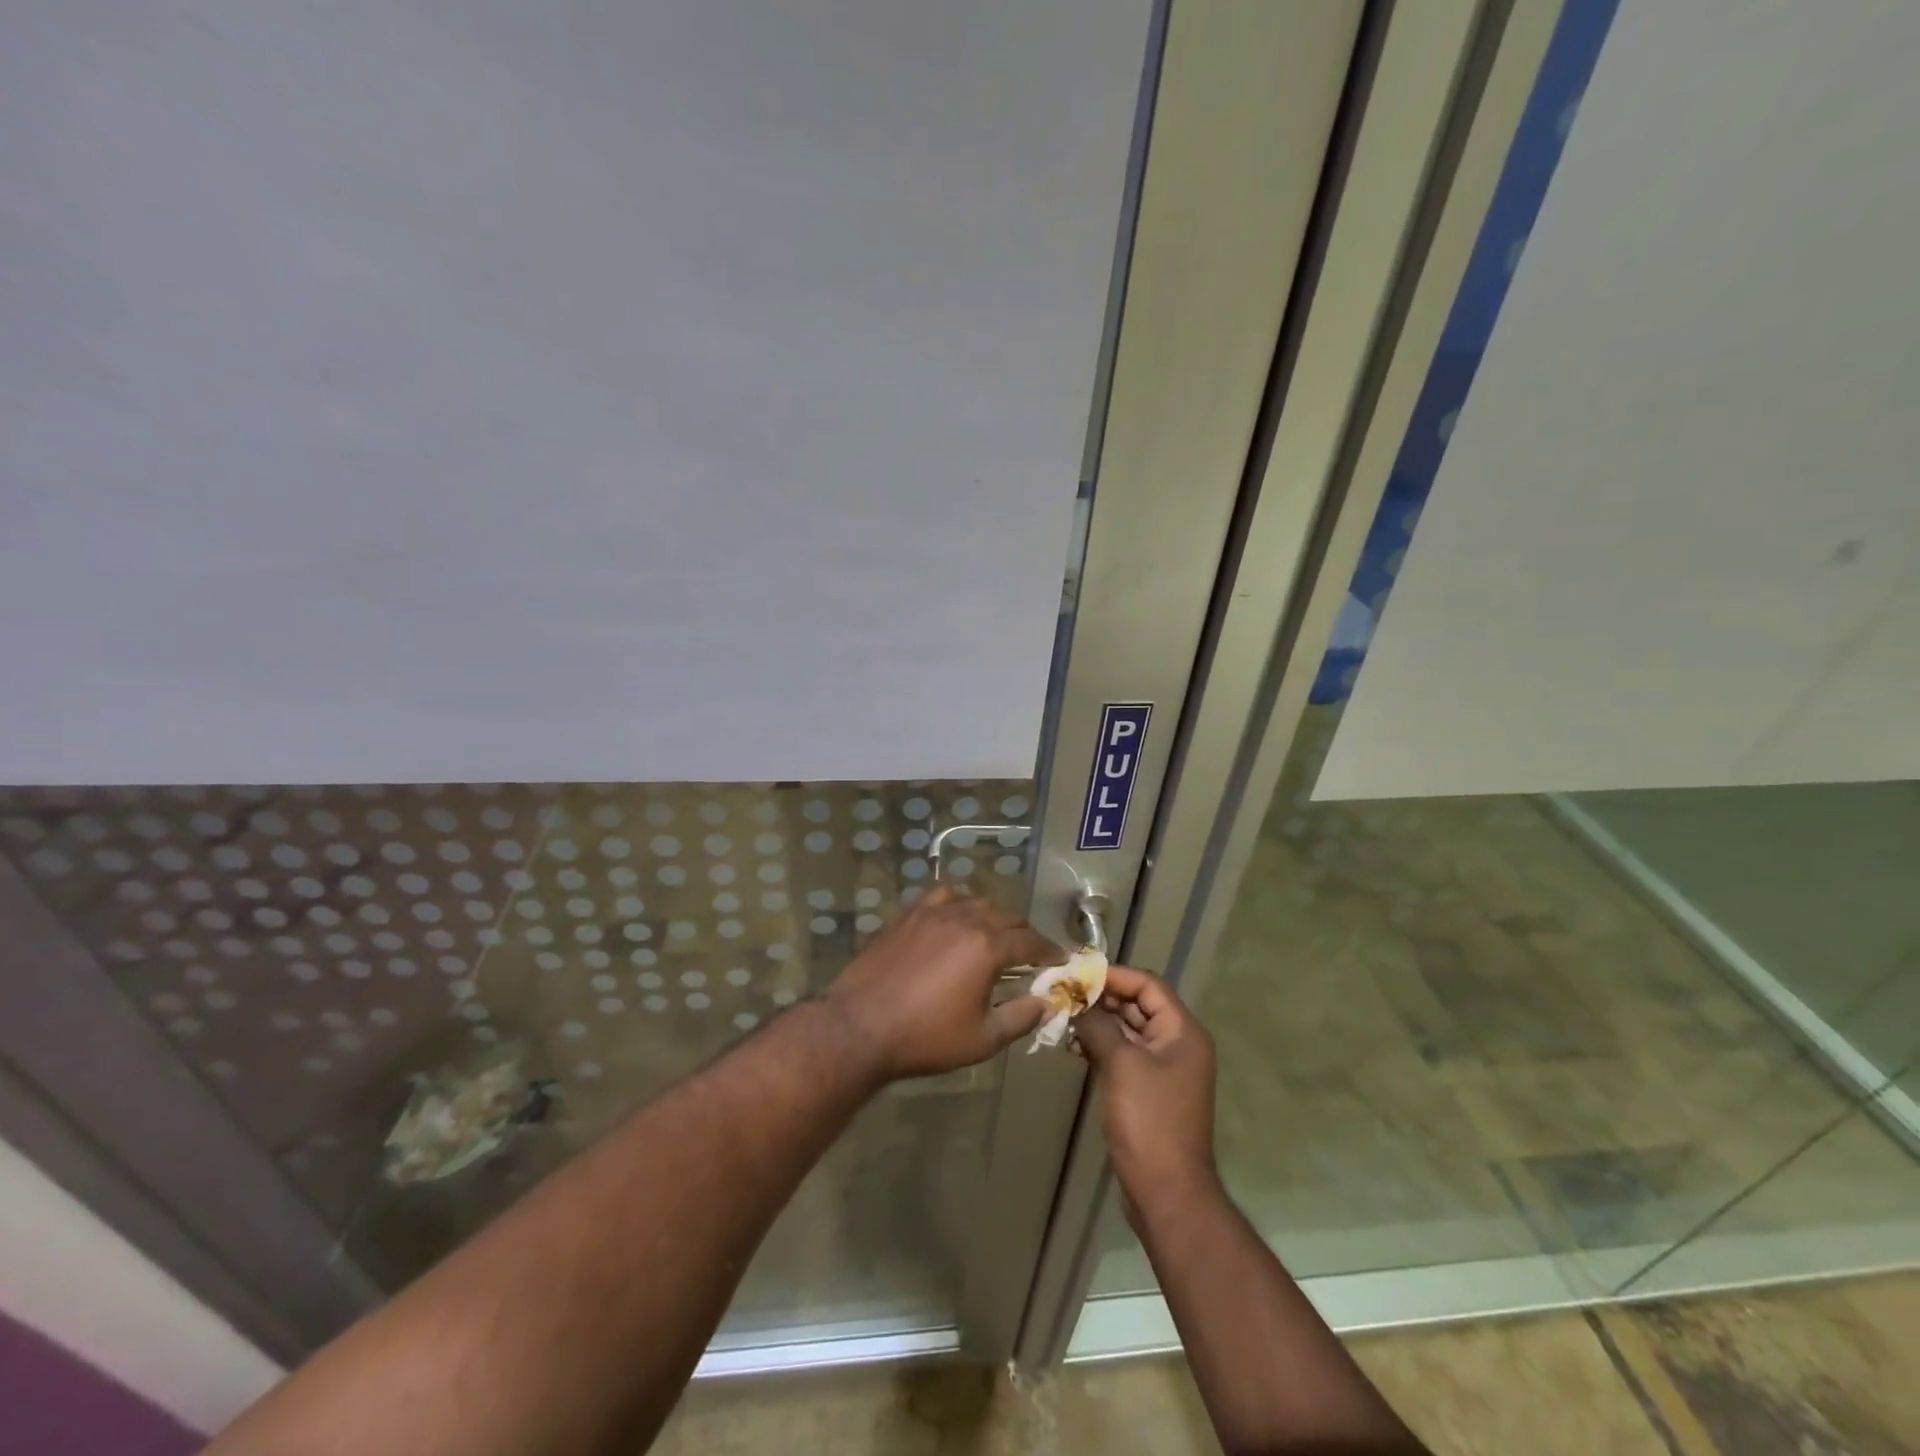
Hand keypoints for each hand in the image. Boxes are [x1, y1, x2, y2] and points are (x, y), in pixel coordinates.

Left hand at [822, 884, 1061, 1080]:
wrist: (860, 1027)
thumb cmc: (925, 1038)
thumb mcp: (982, 1039)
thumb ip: (1020, 1017)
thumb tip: (1046, 1003)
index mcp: (987, 947)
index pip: (1030, 941)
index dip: (1049, 950)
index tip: (1060, 959)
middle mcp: (965, 919)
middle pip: (1006, 916)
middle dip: (1024, 933)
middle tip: (1029, 954)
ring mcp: (933, 913)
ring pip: (975, 901)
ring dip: (993, 916)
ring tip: (994, 935)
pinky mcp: (908, 915)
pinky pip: (942, 897)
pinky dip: (958, 903)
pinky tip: (955, 919)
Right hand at [1074, 965, 1218, 1213]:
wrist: (1166, 1191)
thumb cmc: (1149, 1120)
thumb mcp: (1121, 1064)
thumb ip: (1098, 1025)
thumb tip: (1076, 1001)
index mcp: (1183, 1032)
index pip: (1147, 985)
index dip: (1114, 975)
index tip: (1077, 974)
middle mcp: (1177, 1044)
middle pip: (1137, 1006)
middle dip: (1101, 999)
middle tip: (1063, 994)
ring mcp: (1163, 1069)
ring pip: (1127, 1031)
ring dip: (1097, 1023)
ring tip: (1063, 1020)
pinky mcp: (1147, 1090)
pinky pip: (1123, 1055)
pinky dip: (1100, 1047)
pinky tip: (1073, 1047)